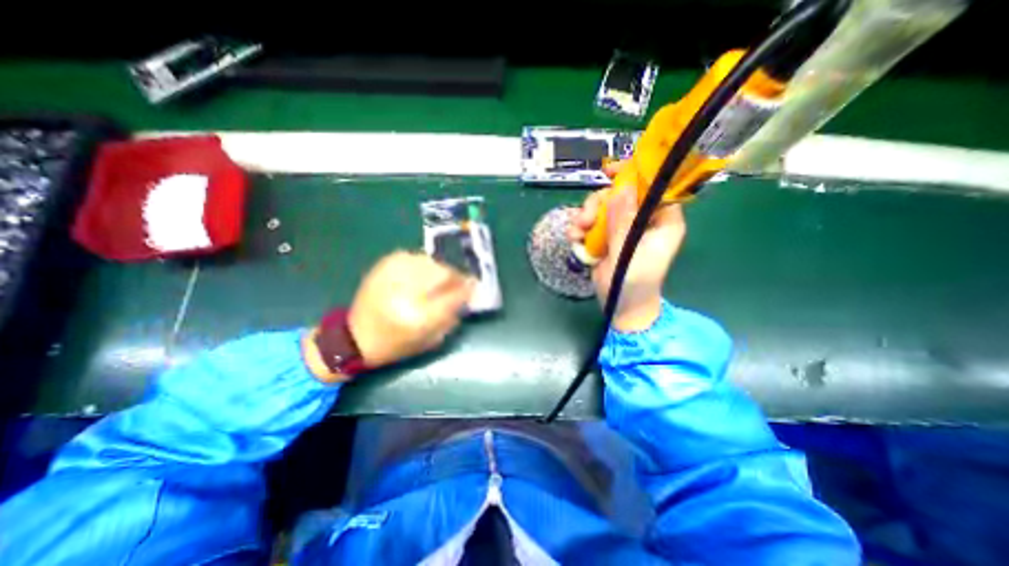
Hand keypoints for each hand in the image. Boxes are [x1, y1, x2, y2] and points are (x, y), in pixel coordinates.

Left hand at [351, 249, 474, 368]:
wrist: (355, 337)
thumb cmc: (397, 345)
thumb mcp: (430, 340)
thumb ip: (452, 316)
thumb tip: (467, 294)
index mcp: (418, 318)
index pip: (453, 295)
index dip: (467, 288)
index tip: (475, 285)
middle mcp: (405, 293)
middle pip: (442, 272)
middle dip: (455, 276)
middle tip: (458, 281)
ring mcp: (392, 276)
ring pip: (429, 261)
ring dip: (439, 269)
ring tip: (439, 278)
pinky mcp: (383, 267)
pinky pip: (413, 257)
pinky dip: (422, 263)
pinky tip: (421, 273)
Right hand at [564, 164, 690, 330]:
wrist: (621, 307)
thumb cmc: (634, 284)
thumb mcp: (628, 253)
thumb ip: (624, 223)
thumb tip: (622, 189)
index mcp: (662, 220)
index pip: (653, 187)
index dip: (634, 174)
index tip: (610, 172)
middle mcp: (643, 220)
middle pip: (620, 195)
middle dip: (598, 203)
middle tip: (585, 219)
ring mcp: (622, 228)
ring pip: (602, 207)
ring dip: (585, 217)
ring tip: (577, 232)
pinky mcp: (606, 237)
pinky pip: (592, 223)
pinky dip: (580, 229)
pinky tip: (574, 239)